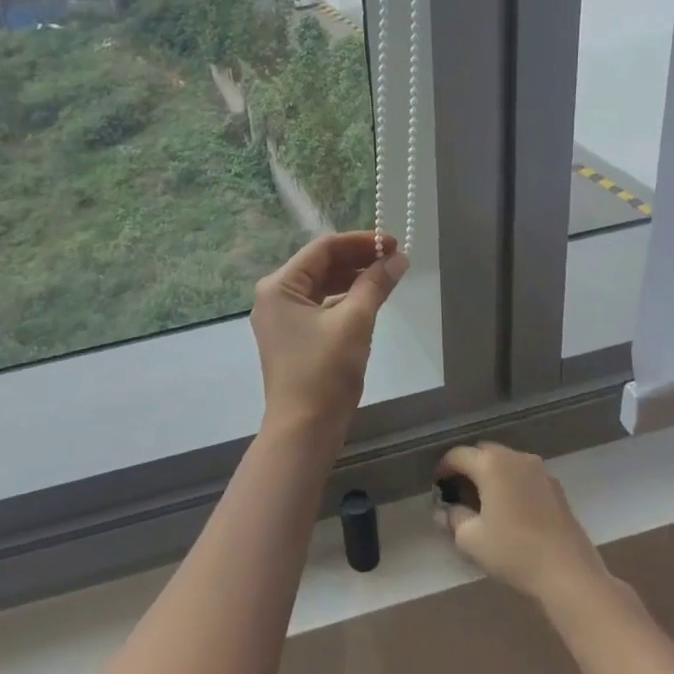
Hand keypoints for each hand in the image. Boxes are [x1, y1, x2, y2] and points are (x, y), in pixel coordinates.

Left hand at [251, 232, 408, 443]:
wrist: (304, 431)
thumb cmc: (324, 372)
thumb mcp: (354, 322)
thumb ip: (375, 284)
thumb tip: (398, 258)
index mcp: (279, 286)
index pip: (323, 249)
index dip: (360, 242)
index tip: (393, 243)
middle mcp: (275, 297)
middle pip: (321, 265)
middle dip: (358, 260)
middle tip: (396, 259)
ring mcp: (283, 319)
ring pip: (322, 286)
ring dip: (354, 279)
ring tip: (388, 276)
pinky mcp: (294, 338)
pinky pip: (321, 307)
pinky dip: (345, 301)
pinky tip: (370, 301)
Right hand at [435, 442, 610, 604]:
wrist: (569, 573)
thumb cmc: (514, 551)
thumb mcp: (471, 540)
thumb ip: (453, 519)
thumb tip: (444, 511)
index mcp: (491, 463)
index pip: (457, 455)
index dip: (443, 469)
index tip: (437, 487)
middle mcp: (515, 457)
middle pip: (483, 453)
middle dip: (468, 468)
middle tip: (459, 493)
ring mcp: (539, 470)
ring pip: (506, 463)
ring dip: (491, 475)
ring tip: (485, 502)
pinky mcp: (556, 487)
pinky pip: (524, 475)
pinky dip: (512, 484)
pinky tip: (511, 510)